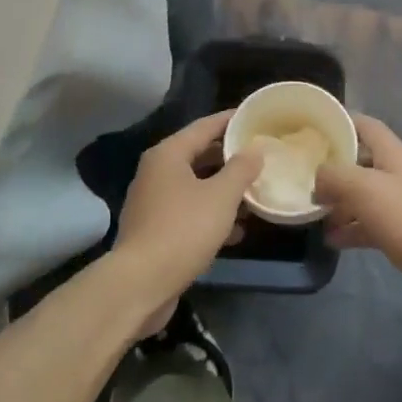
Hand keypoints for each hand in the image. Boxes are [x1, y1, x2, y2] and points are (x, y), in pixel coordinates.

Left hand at [114, 111, 261, 329]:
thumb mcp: (221, 196)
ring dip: (224, 190)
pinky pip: (189, 211)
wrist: (140, 284)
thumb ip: (241, 169)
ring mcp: (153, 202)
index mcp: (168, 154)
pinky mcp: (155, 229)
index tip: (255, 117)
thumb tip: (255, 149)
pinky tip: (237, 231)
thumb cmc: (183, 230)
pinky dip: (211, 215)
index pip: (205, 126)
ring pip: (196, 186)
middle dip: (230, 158)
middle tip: (261, 156)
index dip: (231, 120)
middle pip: (199, 155)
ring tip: (255, 194)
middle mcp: (156, 172)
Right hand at [314, 115, 401, 320]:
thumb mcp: (365, 190)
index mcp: (394, 154)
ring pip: (364, 195)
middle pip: (362, 161)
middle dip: (334, 169)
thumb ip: (335, 176)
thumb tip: (317, 177)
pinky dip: (352, 229)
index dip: (340, 122)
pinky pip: (371, 224)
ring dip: (340, 203)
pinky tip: (331, 240)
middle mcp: (400, 173)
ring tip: (312, 214)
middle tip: (303, 178)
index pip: (365, 125)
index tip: (311, 131)